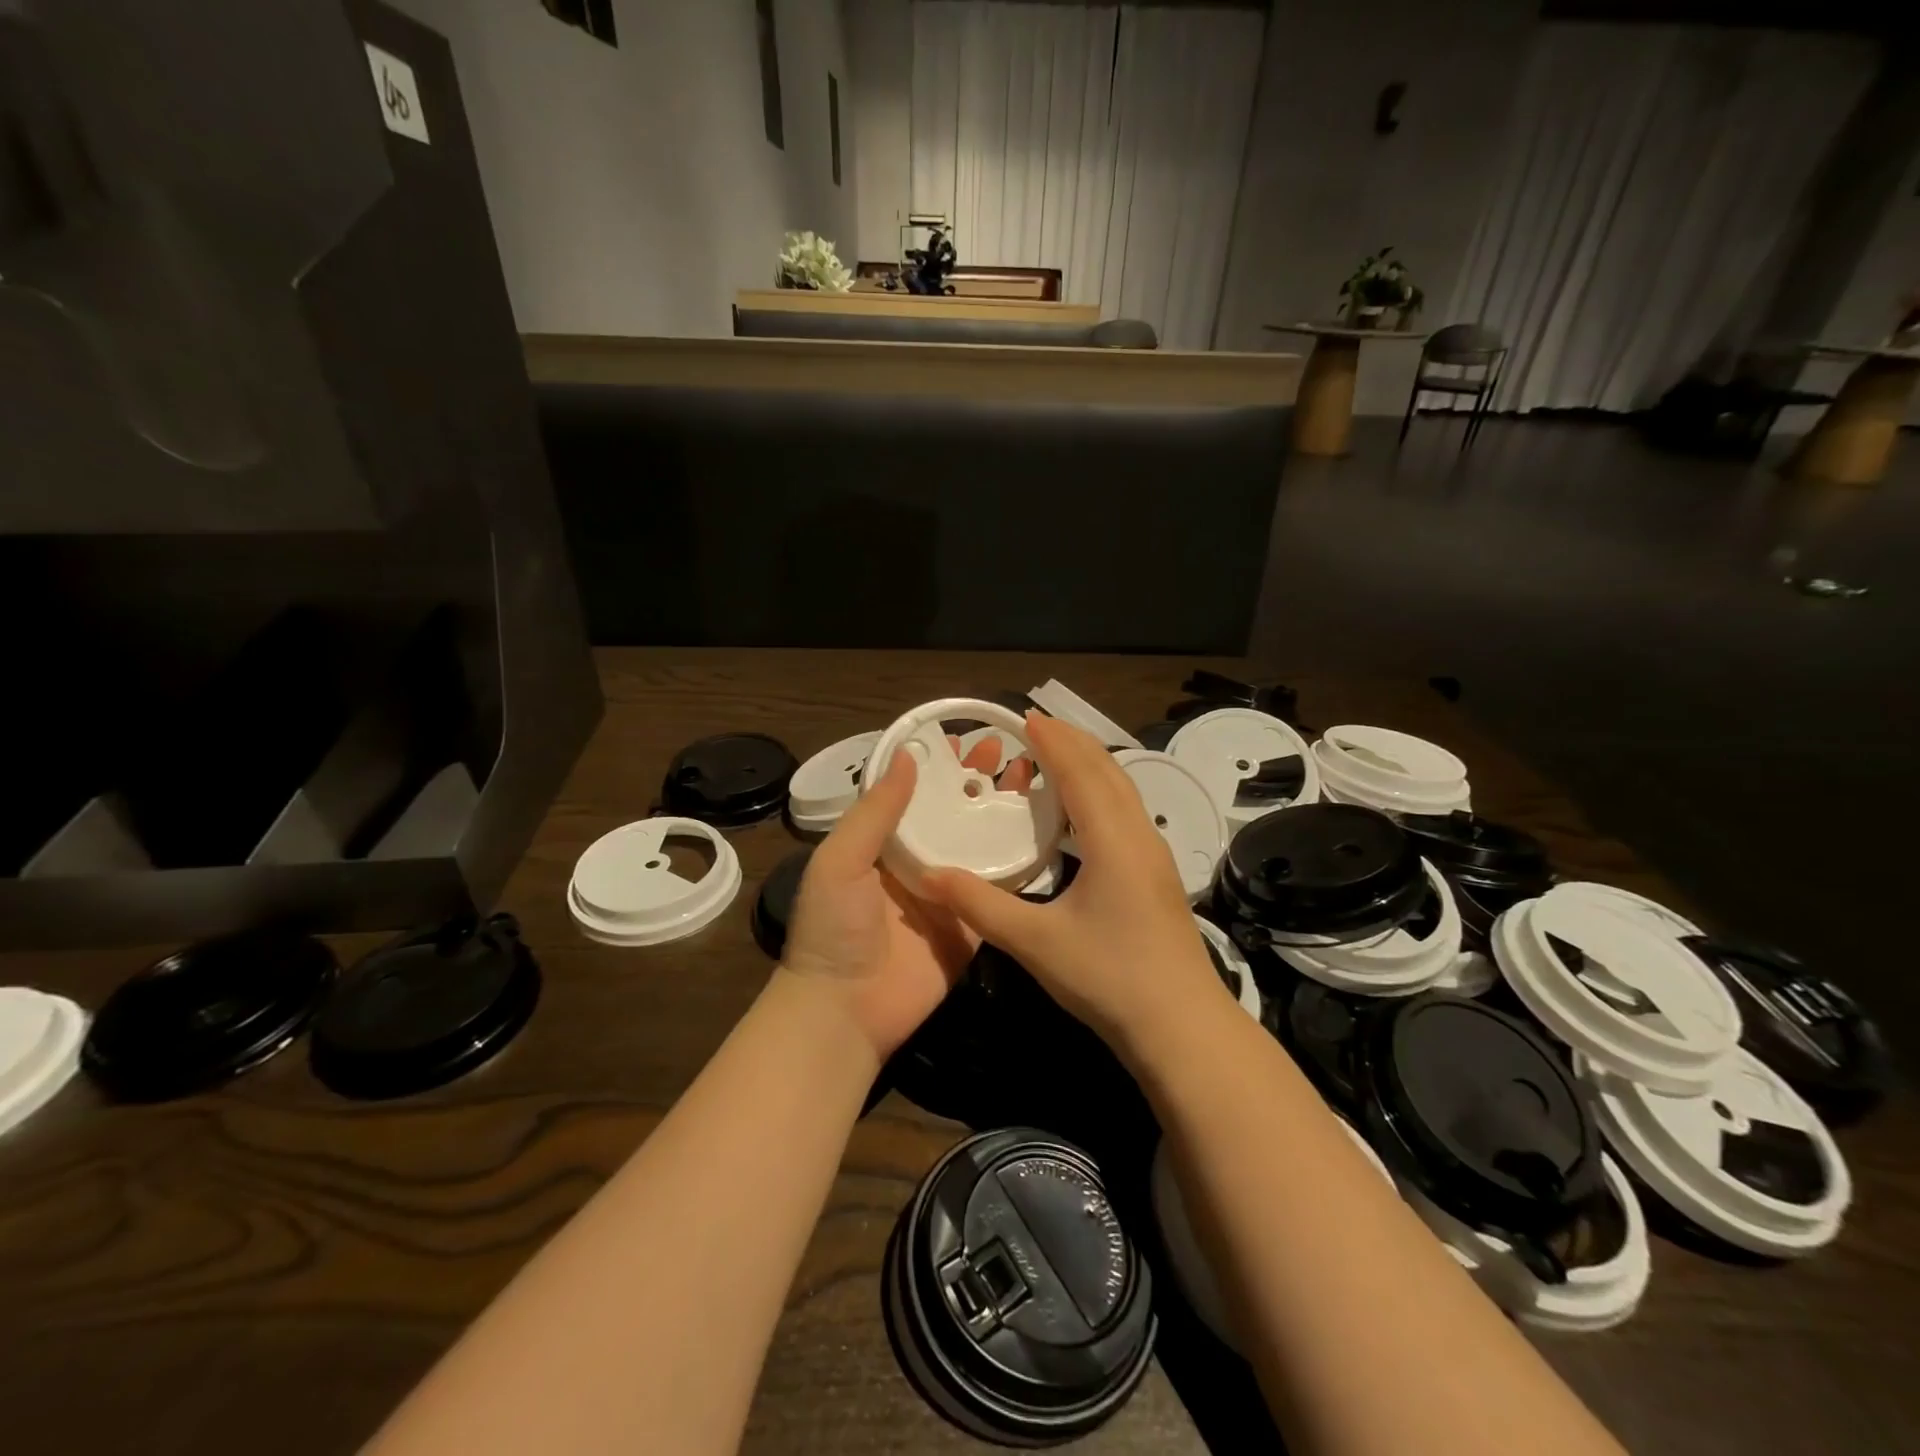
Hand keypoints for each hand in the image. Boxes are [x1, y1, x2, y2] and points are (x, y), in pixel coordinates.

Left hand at [779, 735, 1035, 1059]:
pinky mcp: (972, 924)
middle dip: (974, 781)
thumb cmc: (835, 929)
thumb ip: (875, 811)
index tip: (964, 737)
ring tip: (1029, 780)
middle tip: (1004, 752)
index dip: (937, 765)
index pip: (912, 792)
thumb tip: (908, 754)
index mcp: (881, 843)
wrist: (846, 1012)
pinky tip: (1044, 832)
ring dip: (1001, 812)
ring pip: (979, 842)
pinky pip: (999, 889)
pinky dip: (1020, 861)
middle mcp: (916, 861)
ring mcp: (947, 892)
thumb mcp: (840, 861)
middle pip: (952, 812)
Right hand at [922, 712, 1222, 1062]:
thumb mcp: (1035, 942)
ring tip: (1059, 756)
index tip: (1027, 716)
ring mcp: (1154, 856)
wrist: (1182, 1027)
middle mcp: (1139, 836)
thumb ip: (980, 905)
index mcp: (1112, 840)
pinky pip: (1128, 813)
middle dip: (1075, 742)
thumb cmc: (1109, 978)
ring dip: (1092, 766)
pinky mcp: (1157, 876)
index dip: (1054, 741)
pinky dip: (1102, 793)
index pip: (1081, 772)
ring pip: (1124, 791)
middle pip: (1109, 772)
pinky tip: (1084, 813)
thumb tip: (928, 875)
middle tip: (1038, 726)